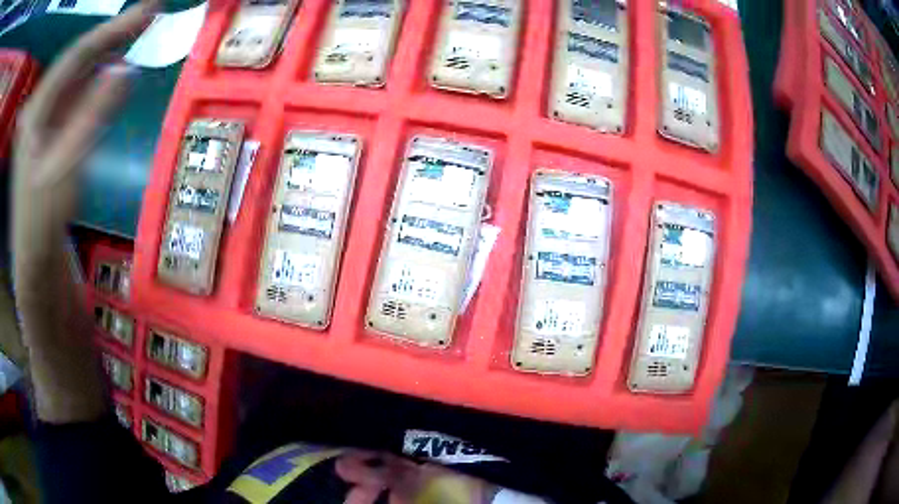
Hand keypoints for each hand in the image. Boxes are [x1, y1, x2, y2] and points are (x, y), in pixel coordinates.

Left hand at [14, 0, 155, 283]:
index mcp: (35, 110)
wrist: (32, 258)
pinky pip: (73, 90)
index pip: (76, 54)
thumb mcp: (65, 170)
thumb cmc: (43, 220)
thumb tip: (125, 70)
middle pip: (76, 57)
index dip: (112, 29)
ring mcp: (42, 115)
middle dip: (112, 33)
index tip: (149, 10)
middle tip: (150, 13)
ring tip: (137, 32)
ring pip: (75, 71)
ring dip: (105, 50)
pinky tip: (111, 67)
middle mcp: (38, 103)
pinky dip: (95, 76)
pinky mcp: (48, 127)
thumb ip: (91, 116)